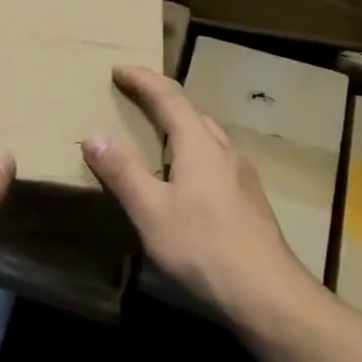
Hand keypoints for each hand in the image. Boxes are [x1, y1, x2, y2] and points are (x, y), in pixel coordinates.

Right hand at [81, 65, 315, 326]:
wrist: (267, 292)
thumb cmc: (203, 247)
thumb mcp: (151, 211)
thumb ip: (122, 172)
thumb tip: (93, 135)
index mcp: (198, 142)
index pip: (168, 96)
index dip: (143, 80)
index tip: (119, 69)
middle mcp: (223, 147)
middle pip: (190, 110)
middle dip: (160, 97)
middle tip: (133, 95)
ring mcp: (241, 172)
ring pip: (206, 133)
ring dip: (179, 122)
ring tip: (156, 131)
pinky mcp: (248, 196)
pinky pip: (214, 155)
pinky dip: (192, 147)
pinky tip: (187, 173)